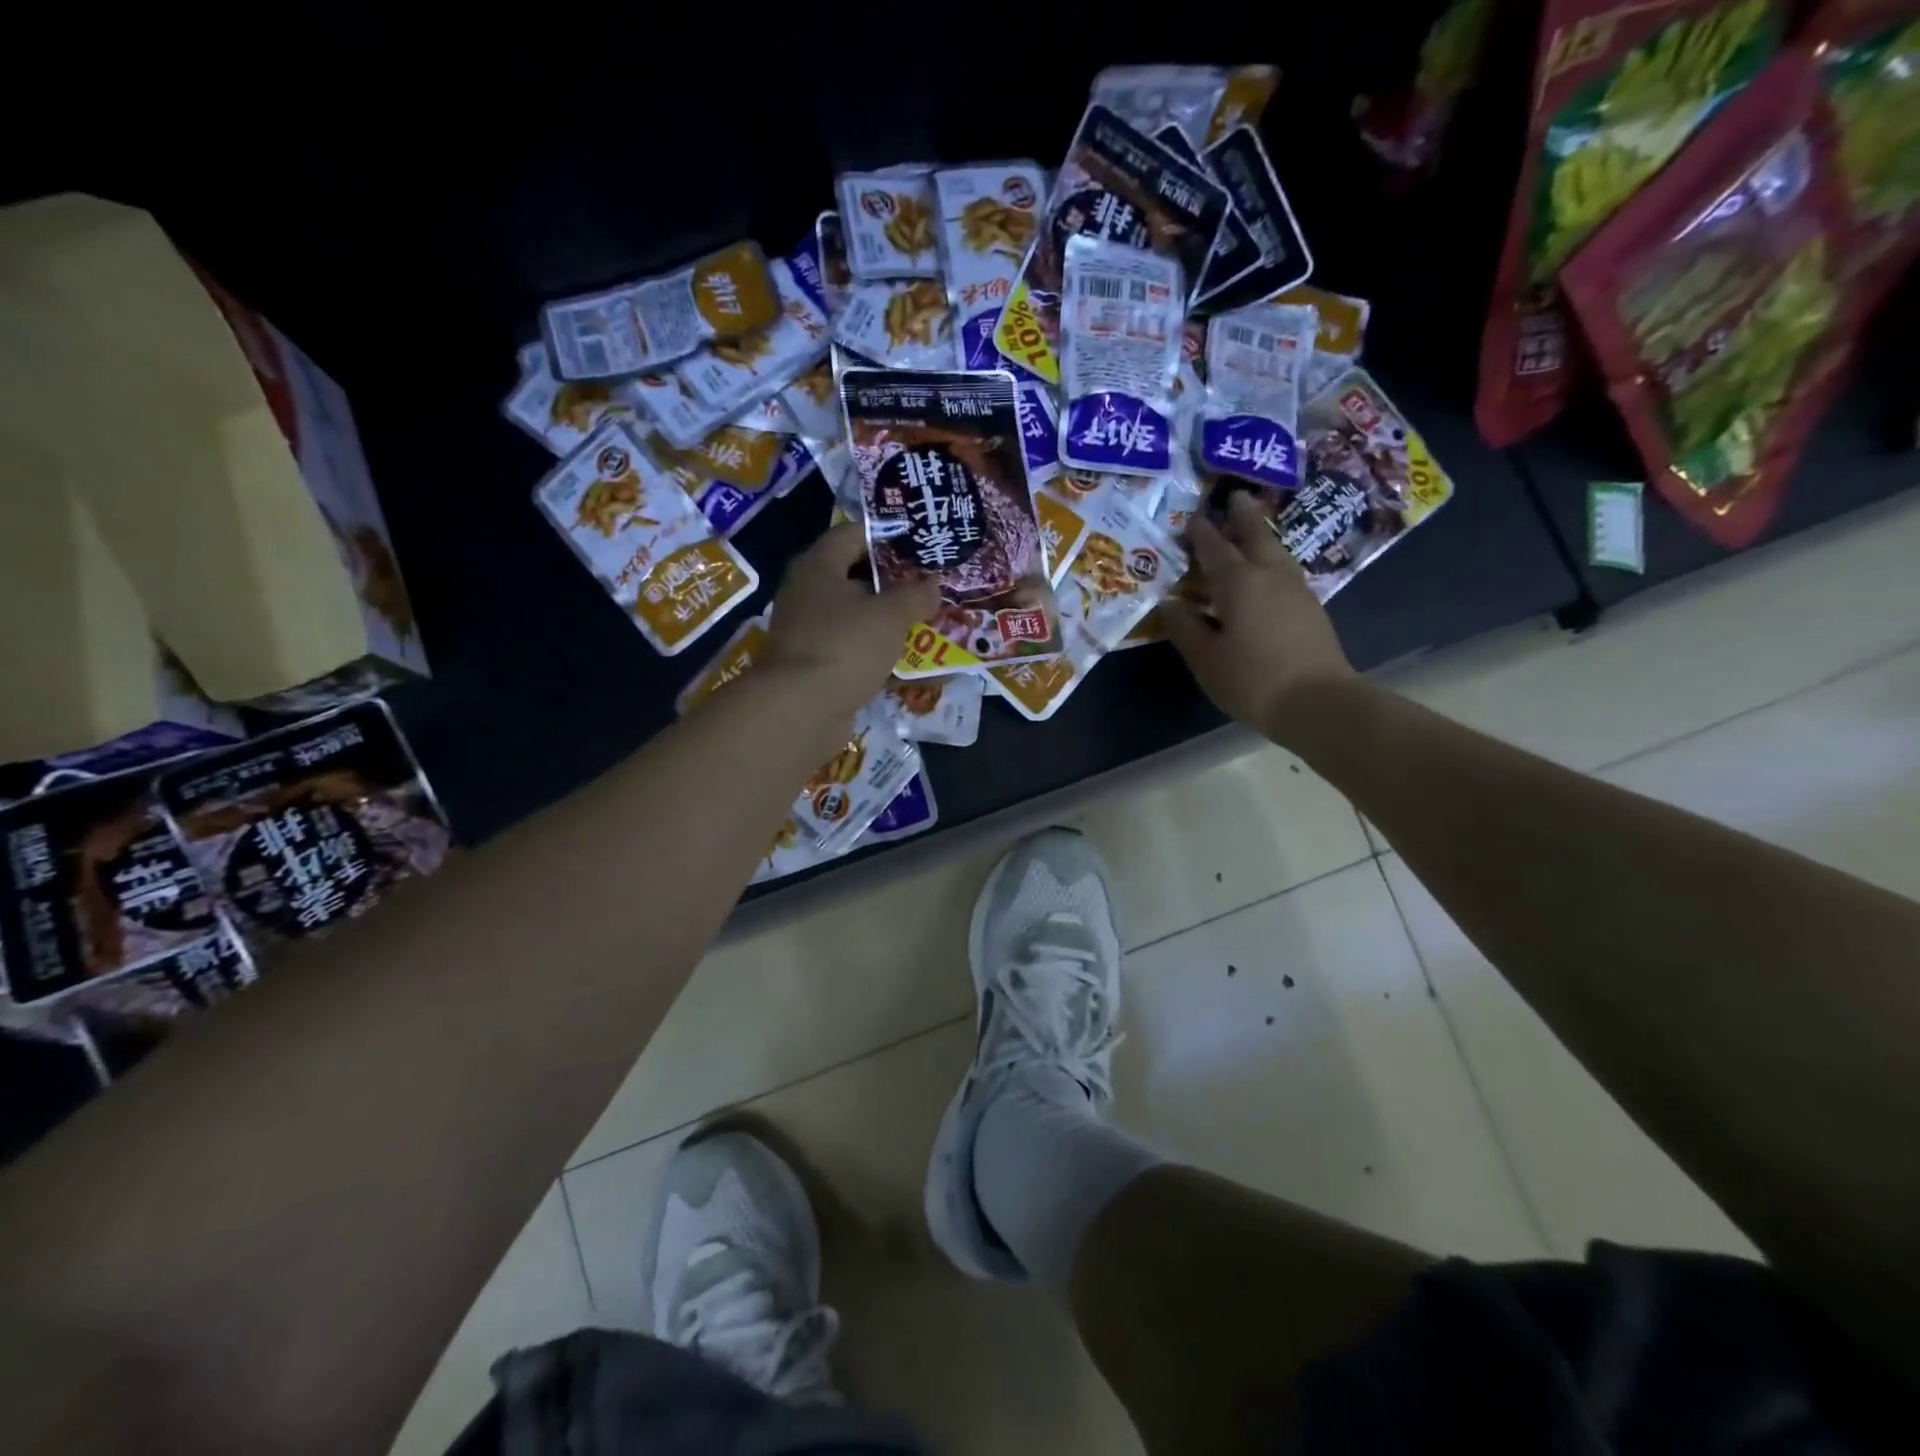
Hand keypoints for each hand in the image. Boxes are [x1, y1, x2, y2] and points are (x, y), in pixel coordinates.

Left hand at [763, 523, 938, 715]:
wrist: (801, 710)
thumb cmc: (845, 645)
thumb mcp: (890, 615)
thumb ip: (916, 596)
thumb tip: (934, 585)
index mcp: (818, 567)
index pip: (853, 534)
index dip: (887, 535)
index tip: (921, 541)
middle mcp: (809, 594)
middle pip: (856, 578)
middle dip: (896, 583)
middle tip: (932, 585)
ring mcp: (811, 633)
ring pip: (859, 619)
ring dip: (891, 623)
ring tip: (931, 622)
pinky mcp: (819, 668)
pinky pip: (858, 654)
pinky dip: (883, 658)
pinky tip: (916, 666)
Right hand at [1162, 491, 1356, 743]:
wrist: (1318, 702)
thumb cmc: (1252, 679)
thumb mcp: (1206, 658)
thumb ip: (1186, 628)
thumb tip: (1170, 604)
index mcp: (1239, 583)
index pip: (1215, 548)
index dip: (1201, 532)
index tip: (1190, 516)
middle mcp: (1270, 576)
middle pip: (1255, 536)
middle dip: (1242, 516)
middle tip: (1235, 496)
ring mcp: (1296, 590)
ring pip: (1276, 551)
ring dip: (1261, 535)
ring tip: (1251, 528)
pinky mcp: (1311, 608)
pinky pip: (1285, 571)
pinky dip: (1272, 560)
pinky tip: (1267, 571)